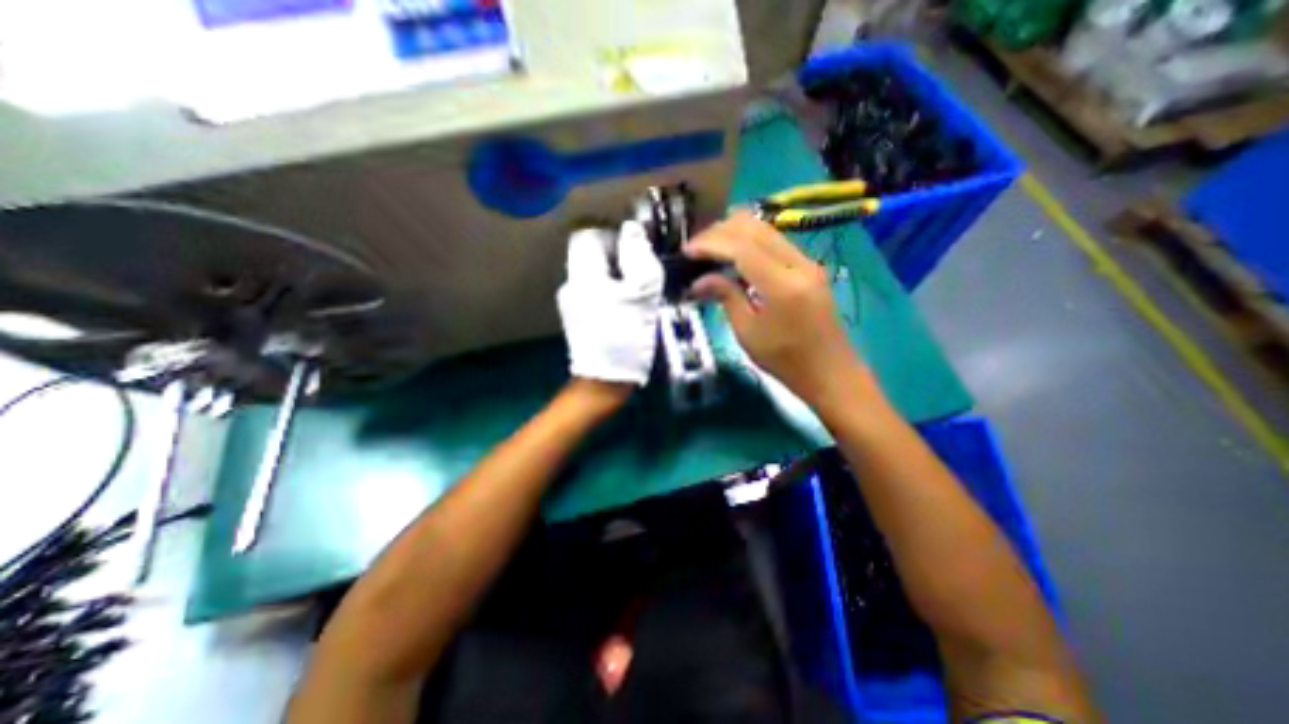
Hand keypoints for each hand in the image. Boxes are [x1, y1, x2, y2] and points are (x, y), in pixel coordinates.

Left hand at [558, 221, 663, 395]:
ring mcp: (572, 302)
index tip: (635, 253)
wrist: (606, 381)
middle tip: (642, 275)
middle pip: (592, 254)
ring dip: (618, 276)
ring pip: (596, 273)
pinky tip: (627, 308)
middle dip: (619, 258)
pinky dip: (612, 292)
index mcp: (582, 274)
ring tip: (637, 294)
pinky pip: (595, 291)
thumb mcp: (641, 294)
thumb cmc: (625, 336)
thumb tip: (632, 230)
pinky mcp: (579, 317)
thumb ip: (638, 257)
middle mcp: (571, 283)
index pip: (588, 234)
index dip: (614, 236)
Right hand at [685, 211, 876, 405]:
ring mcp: (808, 262)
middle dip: (720, 232)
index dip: (710, 244)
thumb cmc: (785, 361)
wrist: (830, 372)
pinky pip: (775, 242)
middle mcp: (799, 264)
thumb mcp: (748, 333)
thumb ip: (726, 297)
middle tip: (696, 248)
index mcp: (782, 285)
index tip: (686, 251)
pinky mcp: (809, 267)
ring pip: (766, 230)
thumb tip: (699, 281)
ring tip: (709, 249)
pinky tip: (734, 255)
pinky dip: (750, 241)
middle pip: (754, 228)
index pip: (741, 247)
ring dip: (735, 233)